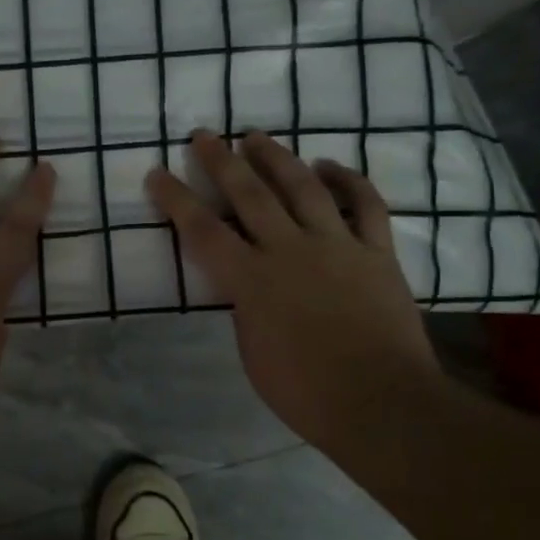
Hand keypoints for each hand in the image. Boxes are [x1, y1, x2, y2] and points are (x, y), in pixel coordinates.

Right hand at [146, 130, 440, 451]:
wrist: (381, 403)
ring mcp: (337, 246)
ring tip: (257, 136)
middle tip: (205, 135)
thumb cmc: (305, 392)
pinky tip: (329, 166)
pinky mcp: (377, 252)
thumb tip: (249, 284)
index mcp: (251, 280)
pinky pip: (366, 205)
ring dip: (277, 158)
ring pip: (304, 187)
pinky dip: (348, 180)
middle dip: (222, 161)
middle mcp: (290, 250)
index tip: (157, 173)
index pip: (202, 230)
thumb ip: (245, 308)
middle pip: (250, 194)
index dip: (175, 199)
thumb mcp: (252, 353)